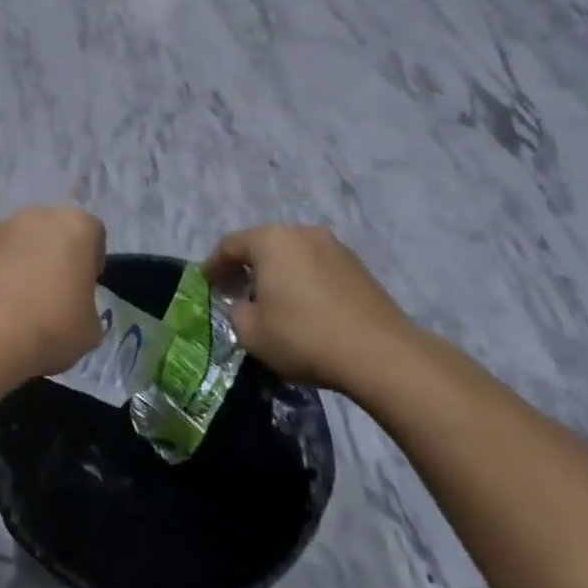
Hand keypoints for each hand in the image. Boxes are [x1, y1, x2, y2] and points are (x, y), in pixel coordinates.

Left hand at [0, 205, 105, 382]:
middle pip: (54, 231)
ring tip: (20, 300)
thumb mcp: (90, 329)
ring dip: (24, 261)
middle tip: (54, 292)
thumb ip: (86, 306)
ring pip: (21, 240)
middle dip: (56, 254)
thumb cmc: (50, 328)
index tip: (84, 288)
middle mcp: (37, 216)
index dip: (91, 261)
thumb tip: (73, 309)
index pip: (93, 234)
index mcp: (76, 227)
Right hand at [205, 224, 419, 391]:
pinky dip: (303, 281)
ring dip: (277, 273)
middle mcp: (302, 233)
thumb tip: (245, 305)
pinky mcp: (359, 268)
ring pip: (293, 255)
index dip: (213, 265)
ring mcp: (335, 248)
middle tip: (235, 290)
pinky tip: (303, 307)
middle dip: (246, 266)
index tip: (206, 283)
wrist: (381, 355)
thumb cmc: (304, 336)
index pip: (230, 245)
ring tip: (271, 300)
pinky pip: (317, 268)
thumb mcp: (251, 332)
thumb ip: (237, 312)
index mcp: (271, 240)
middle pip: (263, 245)